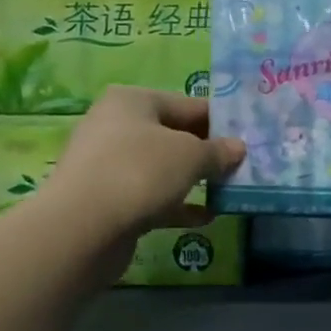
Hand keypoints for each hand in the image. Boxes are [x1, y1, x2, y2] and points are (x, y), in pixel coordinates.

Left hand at [43, 87, 245, 241]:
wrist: (82, 229)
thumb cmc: (140, 172)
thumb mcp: (191, 155)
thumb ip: (218, 151)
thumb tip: (237, 148)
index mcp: (133, 101)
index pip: (188, 104)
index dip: (220, 121)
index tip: (249, 138)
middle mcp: (116, 126)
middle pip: (174, 135)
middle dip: (207, 152)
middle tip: (242, 166)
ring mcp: (108, 165)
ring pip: (162, 168)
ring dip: (194, 180)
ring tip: (228, 191)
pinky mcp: (107, 201)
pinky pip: (151, 197)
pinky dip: (177, 205)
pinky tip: (205, 217)